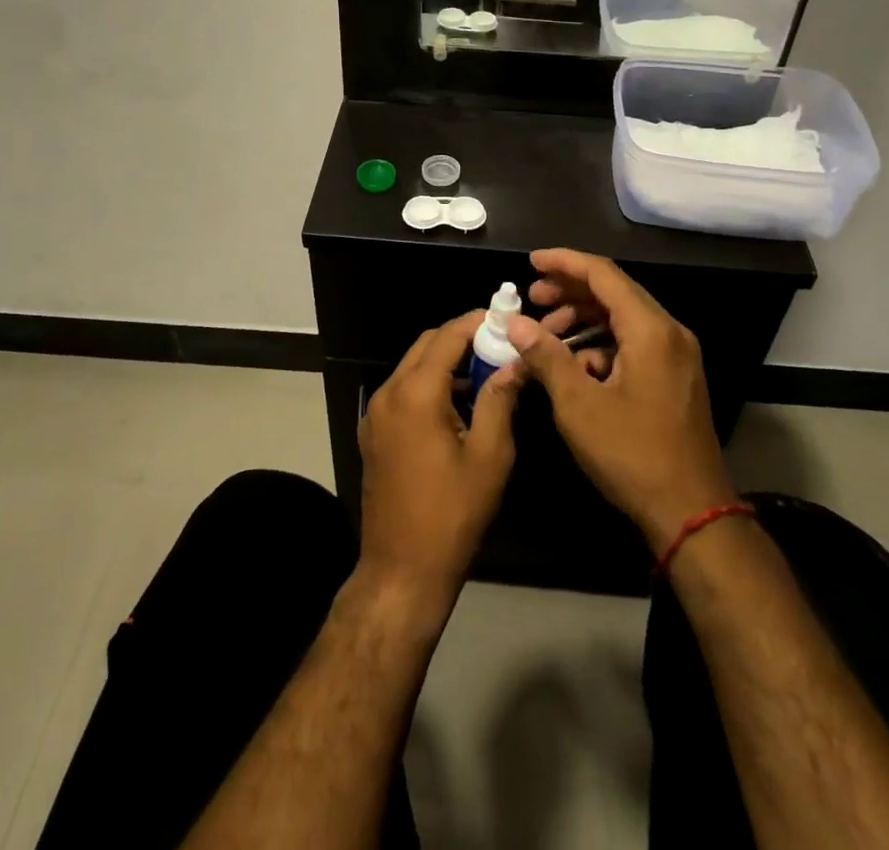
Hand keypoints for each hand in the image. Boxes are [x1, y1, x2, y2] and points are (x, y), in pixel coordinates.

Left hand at [359, 313, 523, 608]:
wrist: (402, 570)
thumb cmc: (453, 514)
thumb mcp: (489, 455)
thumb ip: (500, 400)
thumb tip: (515, 362)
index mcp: (415, 393)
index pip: (446, 337)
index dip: (475, 322)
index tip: (503, 317)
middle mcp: (388, 393)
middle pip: (425, 346)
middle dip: (460, 338)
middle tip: (498, 343)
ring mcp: (375, 414)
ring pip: (411, 367)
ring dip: (445, 361)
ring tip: (485, 371)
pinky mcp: (373, 433)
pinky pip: (402, 391)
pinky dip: (428, 384)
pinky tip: (457, 403)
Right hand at [507, 249, 737, 552]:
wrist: (692, 514)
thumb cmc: (633, 455)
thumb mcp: (579, 405)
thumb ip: (546, 356)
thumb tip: (516, 324)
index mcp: (651, 330)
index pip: (604, 275)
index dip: (564, 263)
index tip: (531, 262)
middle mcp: (669, 333)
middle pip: (615, 293)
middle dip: (570, 292)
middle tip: (532, 299)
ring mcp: (676, 356)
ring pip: (623, 319)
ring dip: (583, 320)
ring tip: (546, 334)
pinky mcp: (675, 378)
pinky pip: (633, 344)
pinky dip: (601, 345)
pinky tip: (574, 366)